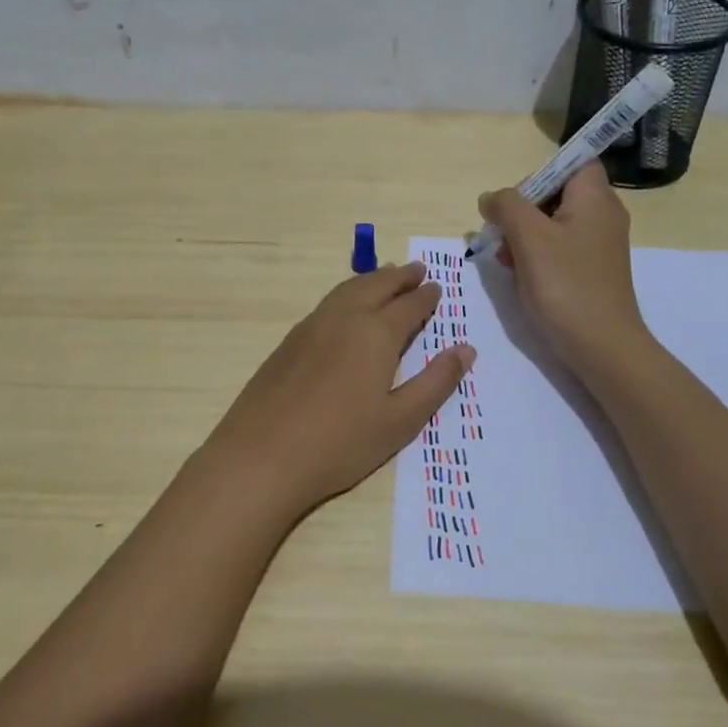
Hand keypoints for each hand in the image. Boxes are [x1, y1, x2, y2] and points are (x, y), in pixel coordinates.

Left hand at [194, 262, 474, 520]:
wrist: (261, 456)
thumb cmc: (340, 443)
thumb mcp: (400, 421)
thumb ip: (436, 383)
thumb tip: (466, 349)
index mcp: (376, 333)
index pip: (408, 305)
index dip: (426, 296)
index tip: (438, 288)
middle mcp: (344, 318)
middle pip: (376, 286)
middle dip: (399, 277)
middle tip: (417, 269)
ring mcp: (311, 327)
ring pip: (347, 290)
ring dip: (372, 280)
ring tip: (386, 277)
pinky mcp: (288, 342)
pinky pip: (327, 304)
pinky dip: (347, 294)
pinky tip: (347, 308)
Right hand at [478, 162, 650, 372]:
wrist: (602, 346)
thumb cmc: (566, 285)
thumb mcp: (529, 238)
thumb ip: (506, 207)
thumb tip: (491, 198)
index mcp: (595, 197)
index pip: (572, 161)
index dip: (540, 173)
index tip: (516, 200)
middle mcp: (603, 214)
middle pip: (557, 192)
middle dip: (523, 209)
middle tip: (503, 234)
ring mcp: (599, 244)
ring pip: (554, 222)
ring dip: (525, 235)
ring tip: (507, 260)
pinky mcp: (593, 269)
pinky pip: (560, 247)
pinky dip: (538, 255)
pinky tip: (521, 276)